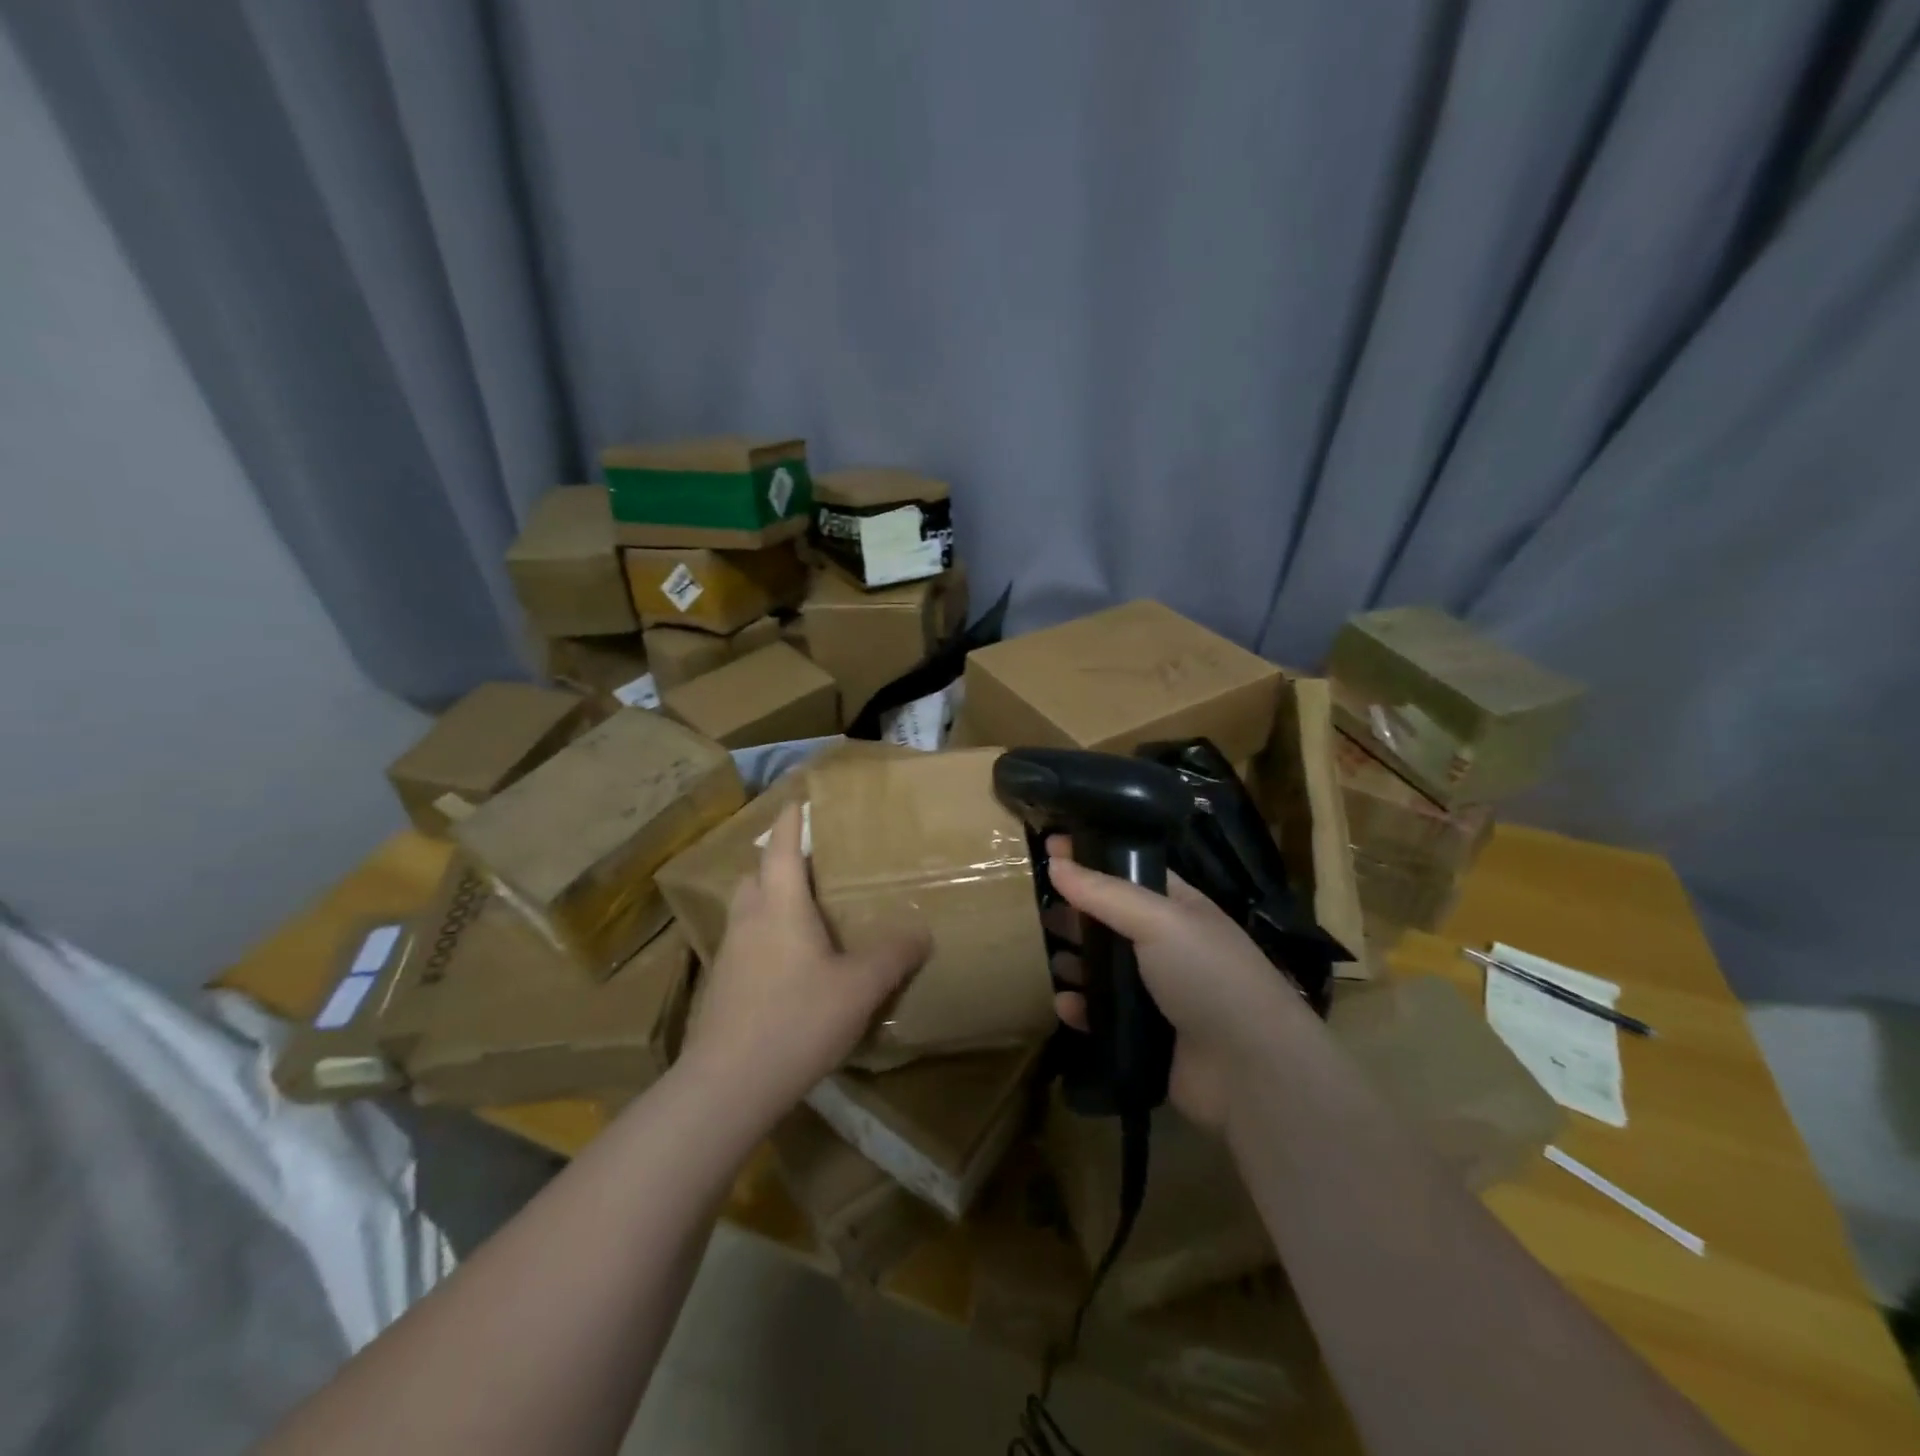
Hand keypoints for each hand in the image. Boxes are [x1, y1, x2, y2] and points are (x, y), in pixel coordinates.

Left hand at [679, 803, 930, 1125]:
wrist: (727, 1086)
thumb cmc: (797, 1020)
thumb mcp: (859, 987)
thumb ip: (892, 955)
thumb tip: (921, 931)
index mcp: (780, 907)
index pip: (781, 849)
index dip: (790, 822)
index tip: (796, 800)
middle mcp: (748, 921)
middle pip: (755, 876)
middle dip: (775, 862)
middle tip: (806, 866)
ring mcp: (728, 956)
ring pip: (745, 911)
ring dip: (766, 900)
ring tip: (798, 914)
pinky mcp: (720, 988)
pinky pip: (742, 945)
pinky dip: (761, 938)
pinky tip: (784, 967)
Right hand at [1045, 836, 1316, 1131]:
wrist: (1251, 1071)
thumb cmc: (1209, 976)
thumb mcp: (1159, 920)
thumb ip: (1104, 892)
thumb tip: (1055, 860)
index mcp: (1179, 908)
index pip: (1128, 871)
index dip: (1091, 857)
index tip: (1050, 845)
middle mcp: (1168, 946)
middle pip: (1111, 921)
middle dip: (1077, 913)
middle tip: (1041, 909)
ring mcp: (1158, 993)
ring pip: (1104, 969)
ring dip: (1076, 962)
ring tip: (1051, 957)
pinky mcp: (1146, 1036)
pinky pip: (1103, 1016)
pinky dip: (1083, 1009)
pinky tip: (1065, 1005)